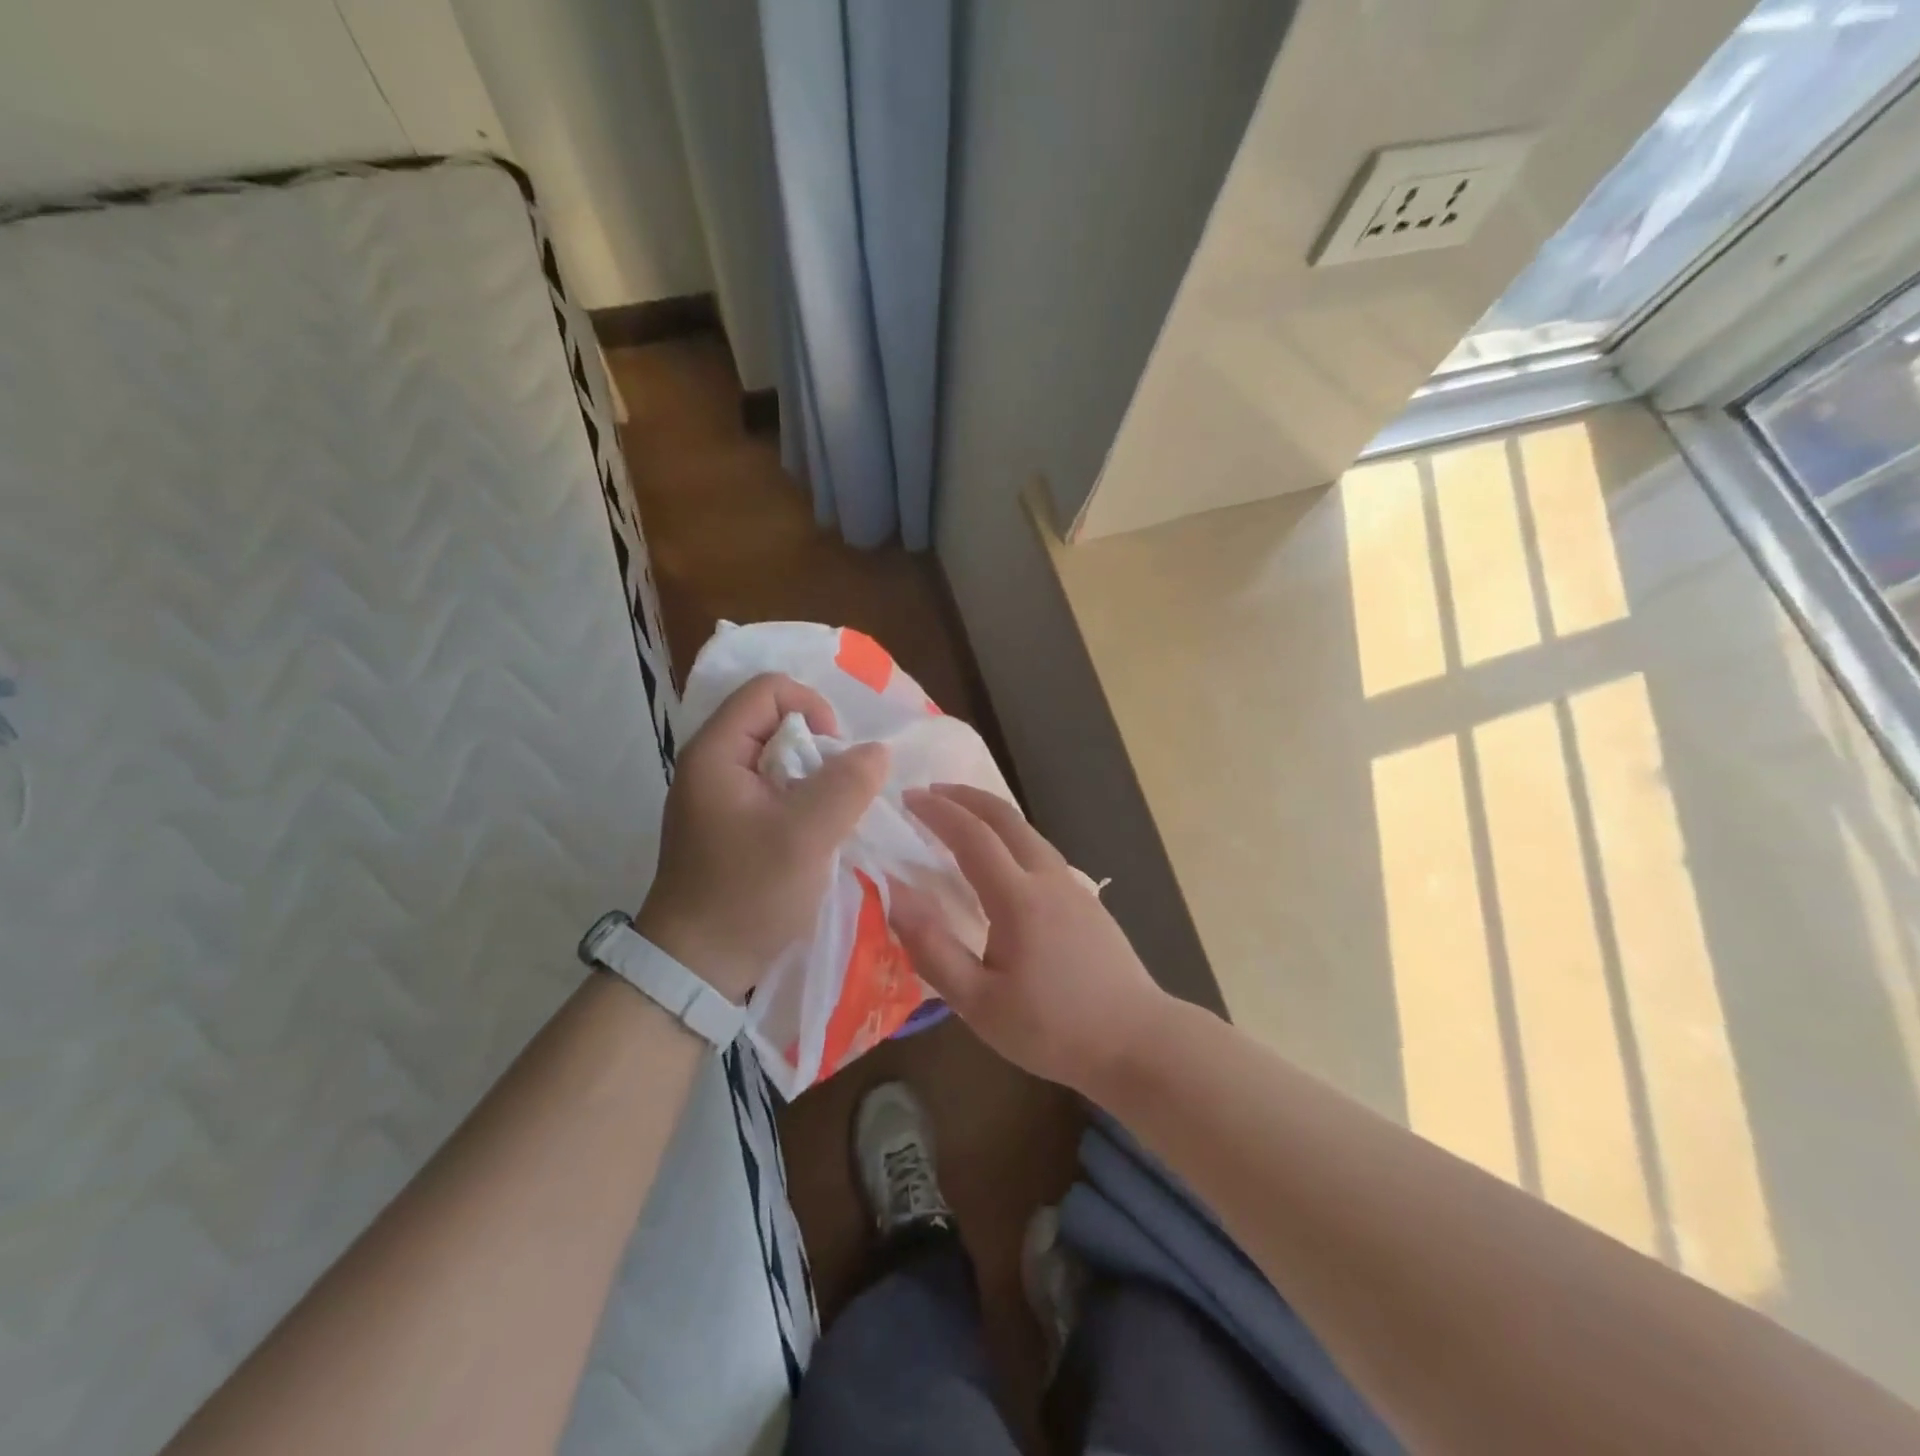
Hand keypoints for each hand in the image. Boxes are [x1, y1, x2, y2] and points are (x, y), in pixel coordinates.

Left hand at [636, 674, 888, 1001]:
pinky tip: (815, 833)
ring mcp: (718, 795)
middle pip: (775, 720)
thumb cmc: (747, 894)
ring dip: (814, 779)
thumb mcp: (806, 837)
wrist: (697, 966)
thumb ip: (846, 785)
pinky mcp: (728, 822)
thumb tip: (877, 751)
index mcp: (716, 752)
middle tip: (838, 793)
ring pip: (778, 757)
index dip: (813, 708)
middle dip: (818, 748)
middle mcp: (711, 763)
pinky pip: (773, 788)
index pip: (769, 689)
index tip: (836, 755)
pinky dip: (801, 800)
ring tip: (830, 817)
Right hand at [891, 784, 1169, 1095]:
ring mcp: (1074, 887)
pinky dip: (1011, 836)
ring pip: (1028, 832)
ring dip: (990, 814)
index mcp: (1019, 898)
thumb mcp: (980, 1004)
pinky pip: (1042, 851)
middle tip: (931, 792)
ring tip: (961, 818)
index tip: (908, 797)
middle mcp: (1049, 878)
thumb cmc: (1054, 1028)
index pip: (972, 836)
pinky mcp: (1087, 902)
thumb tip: (894, 897)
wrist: (1138, 1041)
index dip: (937, 812)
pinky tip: (1002, 860)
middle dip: (966, 797)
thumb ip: (933, 949)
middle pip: (1006, 817)